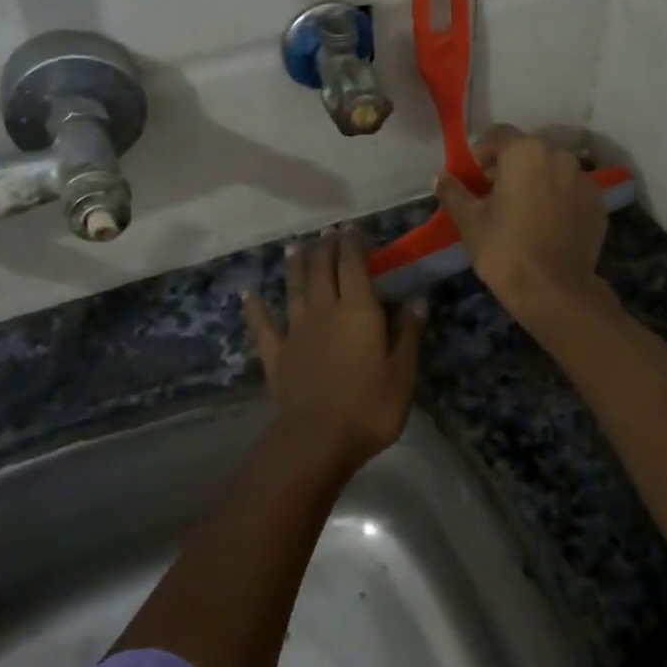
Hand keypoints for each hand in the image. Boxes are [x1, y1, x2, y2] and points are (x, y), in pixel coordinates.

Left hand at [242, 230, 426, 470]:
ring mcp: (296, 330)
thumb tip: (419, 299)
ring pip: (294, 288)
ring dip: (294, 266)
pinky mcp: (276, 353)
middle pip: (322, 270)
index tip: (352, 229)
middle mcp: (325, 310)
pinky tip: (247, 294)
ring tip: (293, 247)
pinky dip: (255, 307)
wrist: (318, 438)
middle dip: (325, 248)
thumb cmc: (370, 406)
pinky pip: (263, 324)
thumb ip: (409, 333)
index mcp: (358, 311)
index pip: (354, 266)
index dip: (353, 244)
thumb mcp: (402, 372)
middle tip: (327, 233)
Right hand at [434, 125, 609, 325]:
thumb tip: (441, 177)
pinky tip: (546, 226)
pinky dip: (557, 200)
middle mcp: (559, 156)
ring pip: (551, 171)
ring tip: (522, 213)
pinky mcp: (598, 205)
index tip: (472, 179)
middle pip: (527, 152)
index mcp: (525, 152)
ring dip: (535, 182)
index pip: (497, 135)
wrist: (555, 291)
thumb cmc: (504, 249)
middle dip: (508, 168)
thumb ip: (453, 192)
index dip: (480, 154)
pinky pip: (570, 192)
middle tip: (493, 197)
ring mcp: (584, 180)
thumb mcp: (469, 220)